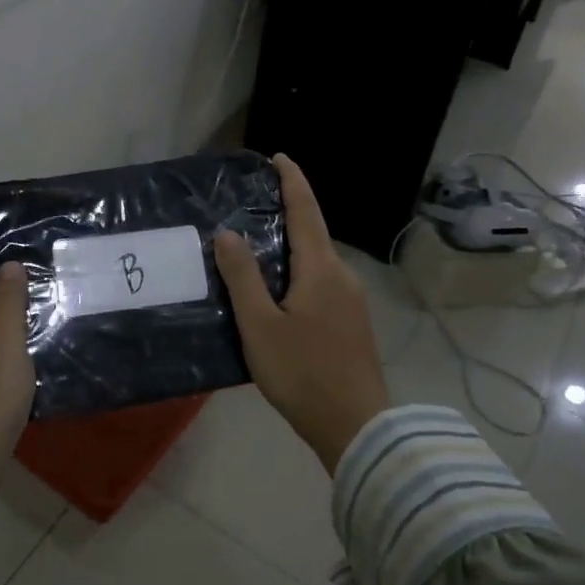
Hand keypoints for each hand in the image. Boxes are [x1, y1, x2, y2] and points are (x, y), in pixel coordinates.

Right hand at [214, 155, 388, 472]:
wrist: (357, 427)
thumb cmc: (303, 373)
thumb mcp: (260, 326)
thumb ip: (242, 277)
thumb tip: (227, 233)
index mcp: (321, 269)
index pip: (306, 210)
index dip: (292, 181)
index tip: (279, 157)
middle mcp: (342, 275)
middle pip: (314, 232)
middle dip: (289, 210)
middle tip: (254, 202)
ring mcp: (352, 300)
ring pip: (318, 259)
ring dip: (293, 243)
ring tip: (258, 243)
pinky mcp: (353, 322)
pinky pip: (323, 280)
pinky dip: (300, 268)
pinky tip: (280, 286)